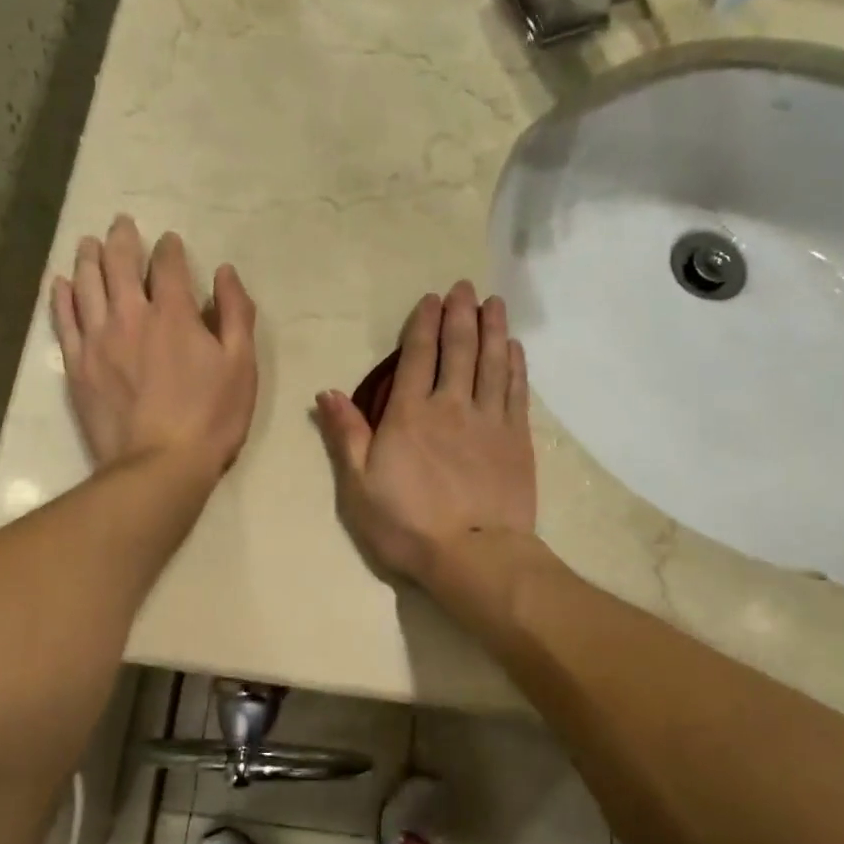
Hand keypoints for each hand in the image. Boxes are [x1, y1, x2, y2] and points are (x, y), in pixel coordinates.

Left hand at [51, 215, 257, 479]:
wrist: (158, 466)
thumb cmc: (210, 418)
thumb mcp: (241, 366)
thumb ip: (236, 314)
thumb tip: (225, 272)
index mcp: (174, 314)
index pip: (168, 265)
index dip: (169, 248)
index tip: (170, 241)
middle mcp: (130, 315)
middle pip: (119, 264)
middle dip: (122, 239)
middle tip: (122, 224)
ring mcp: (97, 339)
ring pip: (86, 284)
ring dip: (89, 258)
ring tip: (89, 243)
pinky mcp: (77, 365)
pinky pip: (64, 320)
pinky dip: (62, 296)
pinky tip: (62, 283)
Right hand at [316, 282, 536, 583]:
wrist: (473, 555)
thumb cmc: (407, 526)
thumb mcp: (358, 487)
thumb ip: (346, 436)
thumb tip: (327, 392)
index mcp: (409, 415)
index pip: (416, 357)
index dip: (423, 324)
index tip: (430, 299)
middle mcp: (451, 406)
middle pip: (458, 349)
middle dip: (460, 315)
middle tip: (464, 287)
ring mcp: (489, 420)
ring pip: (492, 362)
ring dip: (492, 329)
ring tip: (493, 302)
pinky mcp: (516, 439)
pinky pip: (516, 391)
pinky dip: (515, 365)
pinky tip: (514, 348)